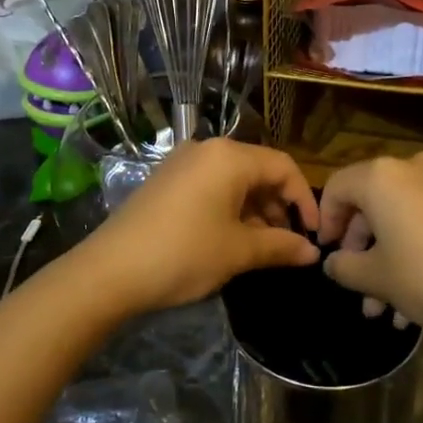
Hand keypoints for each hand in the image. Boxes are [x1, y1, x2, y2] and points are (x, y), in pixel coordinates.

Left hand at [82, 139, 319, 315]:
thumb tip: (313, 253)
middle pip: (258, 170)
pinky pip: (211, 187)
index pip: (283, 167)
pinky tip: (232, 240)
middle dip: (279, 206)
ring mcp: (182, 163)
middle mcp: (206, 149)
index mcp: (229, 156)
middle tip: (289, 243)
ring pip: (234, 180)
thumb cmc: (184, 254)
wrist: (108, 272)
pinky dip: (230, 209)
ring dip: (255, 210)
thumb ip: (281, 246)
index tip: (314, 234)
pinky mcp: (166, 181)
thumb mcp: (238, 252)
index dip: (305, 199)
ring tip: (263, 247)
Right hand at [317, 152, 422, 338]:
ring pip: (399, 220)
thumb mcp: (376, 278)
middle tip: (356, 289)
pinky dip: (413, 254)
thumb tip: (334, 262)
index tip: (327, 255)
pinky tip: (413, 304)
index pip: (336, 188)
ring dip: (387, 262)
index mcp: (381, 177)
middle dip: (361, 251)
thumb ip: (345, 267)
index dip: (325, 222)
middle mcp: (411, 169)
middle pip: (370, 204)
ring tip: (383, 311)